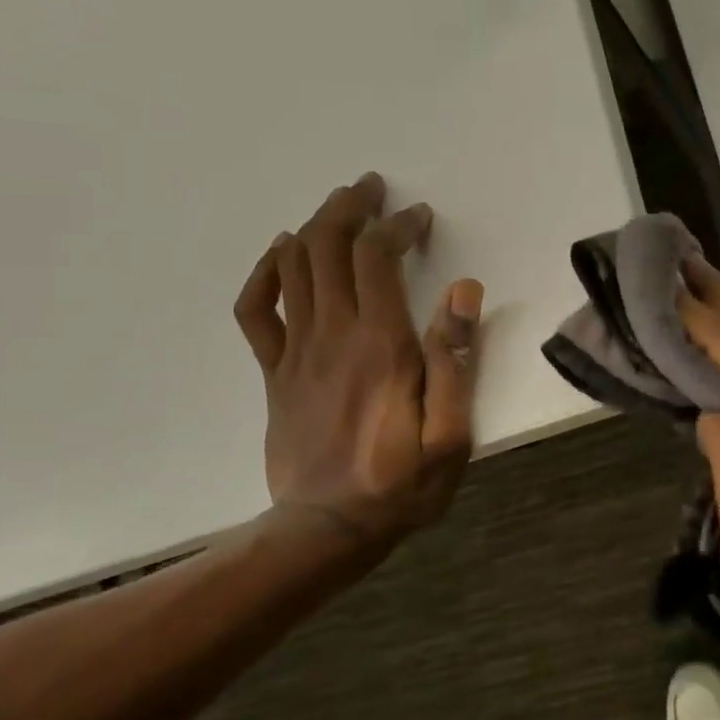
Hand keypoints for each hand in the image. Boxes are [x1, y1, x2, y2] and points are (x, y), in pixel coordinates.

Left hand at [233, 173, 483, 551]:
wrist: (327, 530)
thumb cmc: (401, 485)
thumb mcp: (451, 435)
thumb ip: (456, 361)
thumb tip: (463, 291)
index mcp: (380, 346)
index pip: (378, 258)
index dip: (398, 226)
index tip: (420, 218)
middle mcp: (333, 335)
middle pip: (328, 247)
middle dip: (350, 208)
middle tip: (372, 189)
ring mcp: (295, 352)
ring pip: (293, 267)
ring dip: (314, 226)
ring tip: (339, 206)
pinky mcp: (275, 373)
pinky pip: (256, 310)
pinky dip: (265, 273)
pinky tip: (281, 255)